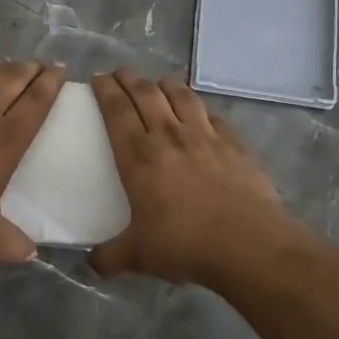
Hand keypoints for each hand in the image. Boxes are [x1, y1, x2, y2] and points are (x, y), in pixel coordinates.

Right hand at [88, 69, 299, 284]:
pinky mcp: (235, 143)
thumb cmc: (185, 245)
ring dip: (166, 84)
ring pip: (181, 96)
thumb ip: (110, 258)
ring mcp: (205, 136)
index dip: (105, 90)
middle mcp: (169, 136)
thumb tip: (90, 265)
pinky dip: (200, 107)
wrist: (247, 244)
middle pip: (146, 94)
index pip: (117, 110)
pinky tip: (200, 111)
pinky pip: (212, 115)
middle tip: (120, 72)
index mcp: (138, 156)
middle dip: (130, 78)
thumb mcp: (139, 256)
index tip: (98, 78)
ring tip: (158, 82)